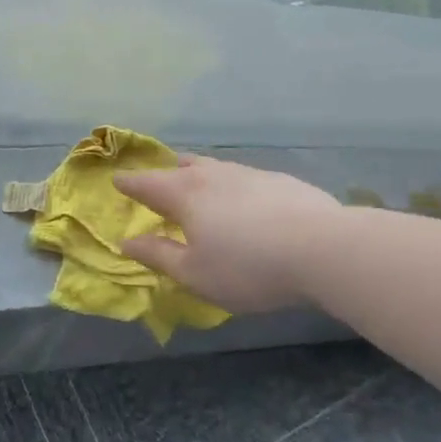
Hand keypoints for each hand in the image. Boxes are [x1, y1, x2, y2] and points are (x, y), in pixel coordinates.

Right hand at [113, 156, 341, 313]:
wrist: (323, 248)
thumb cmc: (248, 266)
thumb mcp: (195, 273)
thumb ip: (158, 256)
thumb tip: (127, 241)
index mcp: (185, 194)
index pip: (147, 183)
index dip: (130, 183)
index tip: (117, 180)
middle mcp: (213, 175)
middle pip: (182, 167)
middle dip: (166, 174)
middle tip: (159, 183)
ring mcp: (249, 173)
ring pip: (214, 168)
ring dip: (200, 175)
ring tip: (199, 186)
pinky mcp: (279, 180)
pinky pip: (243, 177)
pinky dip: (231, 185)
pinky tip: (244, 201)